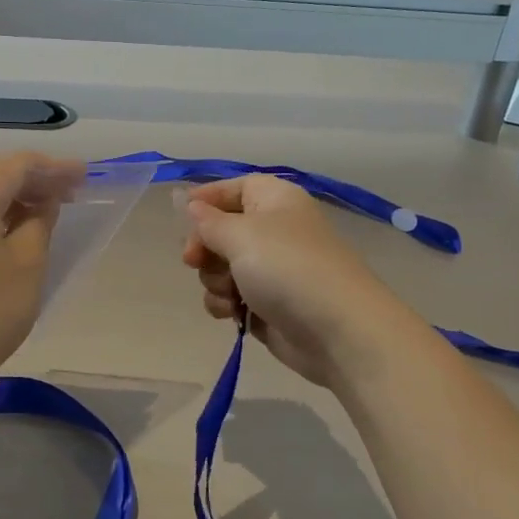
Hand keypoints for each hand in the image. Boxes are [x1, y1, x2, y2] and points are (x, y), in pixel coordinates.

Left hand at [0, 152, 84, 389]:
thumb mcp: (28, 264)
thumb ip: (40, 223)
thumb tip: (42, 204)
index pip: (18, 165)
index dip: (55, 168)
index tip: (84, 177)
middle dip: (32, 181)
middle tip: (69, 194)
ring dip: (9, 199)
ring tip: (42, 214)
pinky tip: (7, 235)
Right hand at [182, 174, 413, 388]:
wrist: (337, 331)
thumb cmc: (287, 269)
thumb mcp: (241, 235)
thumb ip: (208, 221)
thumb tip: (192, 205)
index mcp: (275, 201)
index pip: (235, 188)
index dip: (208, 198)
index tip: (181, 216)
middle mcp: (274, 231)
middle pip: (222, 229)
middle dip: (205, 247)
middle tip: (194, 261)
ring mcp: (272, 270)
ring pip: (222, 267)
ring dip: (214, 280)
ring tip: (229, 293)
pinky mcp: (267, 305)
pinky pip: (232, 296)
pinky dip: (226, 304)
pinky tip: (233, 313)